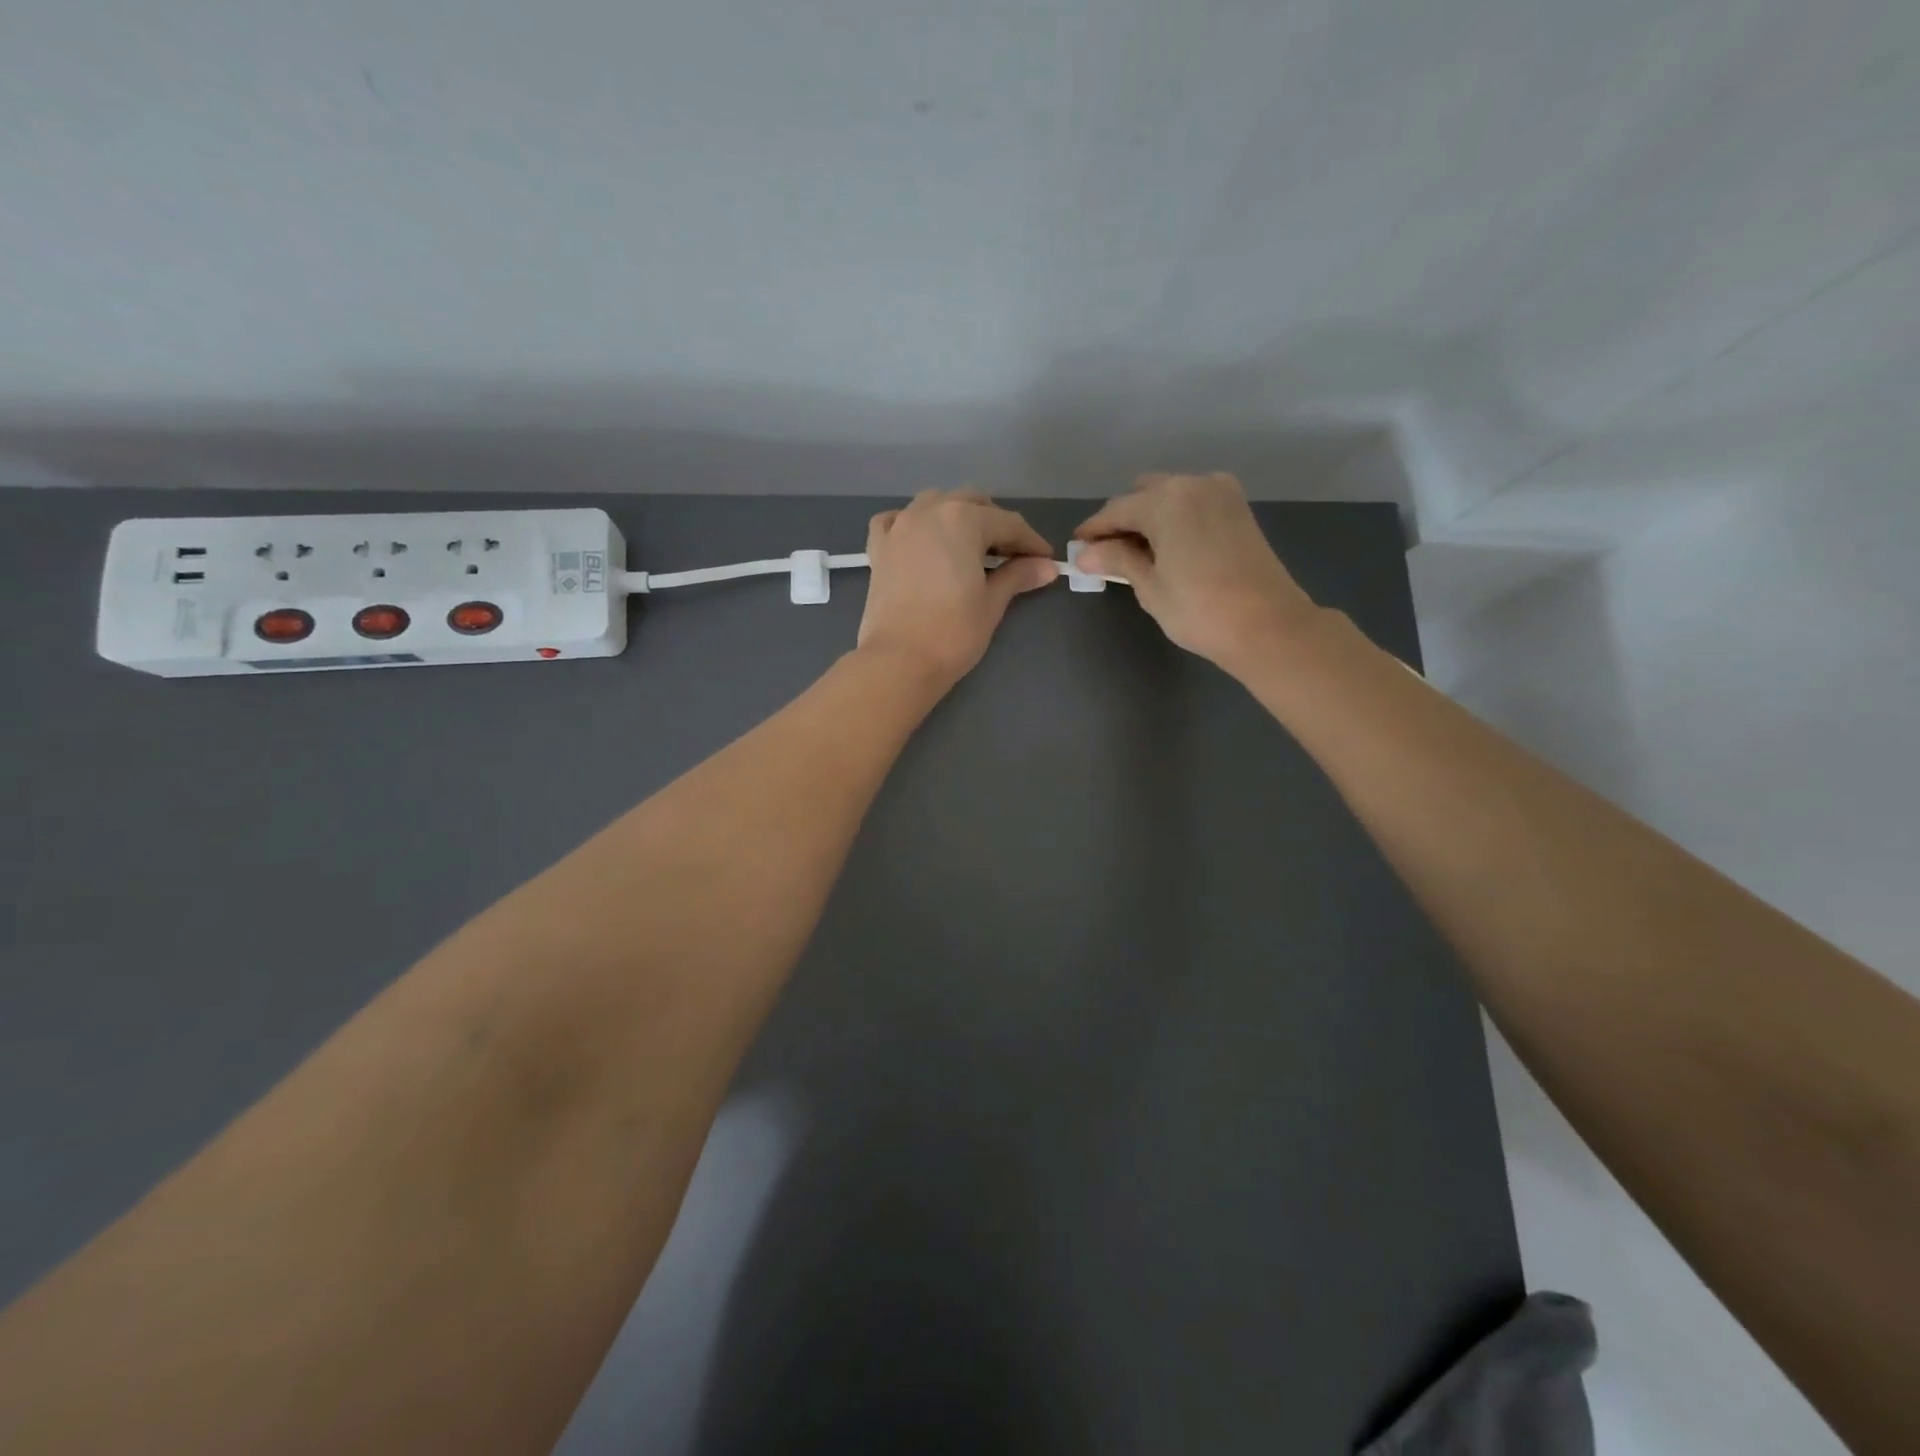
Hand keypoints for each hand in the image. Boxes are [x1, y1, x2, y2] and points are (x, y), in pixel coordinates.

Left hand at [857, 489, 1057, 686]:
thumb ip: (1018, 576)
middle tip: (1010, 555)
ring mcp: (899, 527)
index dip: (1031, 542)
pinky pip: (895, 521)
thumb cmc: (953, 632)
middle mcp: (929, 512)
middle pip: (971, 502)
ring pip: (933, 503)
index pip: (1008, 524)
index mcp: (963, 520)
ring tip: (969, 546)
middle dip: (995, 523)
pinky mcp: (878, 549)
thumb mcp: (992, 602)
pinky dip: (911, 524)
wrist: (899, 661)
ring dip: (956, 516)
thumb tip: (1047, 567)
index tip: (1045, 560)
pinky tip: (921, 541)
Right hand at [1074, 473, 1319, 674]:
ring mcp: (1220, 492)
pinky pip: (1193, 502)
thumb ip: (1117, 559)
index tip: (1077, 547)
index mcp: (1165, 500)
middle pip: (1143, 494)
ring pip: (1170, 495)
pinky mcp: (1238, 507)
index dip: (1093, 530)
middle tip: (1107, 554)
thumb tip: (1085, 554)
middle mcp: (1192, 484)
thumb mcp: (1149, 586)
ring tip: (1137, 553)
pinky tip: (1168, 546)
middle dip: (1122, 520)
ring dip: (1149, 517)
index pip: (1116, 510)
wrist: (1267, 625)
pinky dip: (1175, 517)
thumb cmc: (1199, 609)